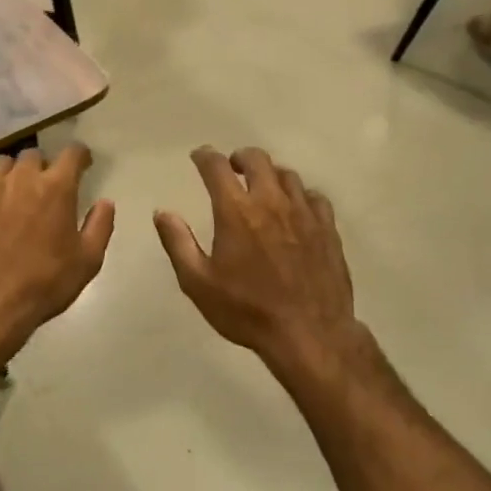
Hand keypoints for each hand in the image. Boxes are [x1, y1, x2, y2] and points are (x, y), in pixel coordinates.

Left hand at [0, 146, 114, 353]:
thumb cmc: (43, 285)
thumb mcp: (87, 262)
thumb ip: (100, 226)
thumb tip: (106, 202)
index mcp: (56, 188)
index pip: (72, 153)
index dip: (80, 156)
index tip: (83, 164)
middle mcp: (21, 178)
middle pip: (34, 155)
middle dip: (44, 167)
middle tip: (46, 188)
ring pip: (2, 164)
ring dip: (12, 174)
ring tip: (14, 194)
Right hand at [156, 148, 361, 380]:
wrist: (309, 334)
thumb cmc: (247, 310)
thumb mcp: (198, 283)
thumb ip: (178, 243)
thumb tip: (162, 212)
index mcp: (236, 211)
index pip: (217, 167)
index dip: (205, 156)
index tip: (198, 156)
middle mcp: (271, 202)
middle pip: (257, 159)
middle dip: (240, 158)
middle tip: (231, 168)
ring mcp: (304, 213)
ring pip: (287, 175)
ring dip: (270, 175)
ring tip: (262, 188)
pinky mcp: (327, 228)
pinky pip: (314, 197)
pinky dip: (299, 195)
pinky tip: (295, 209)